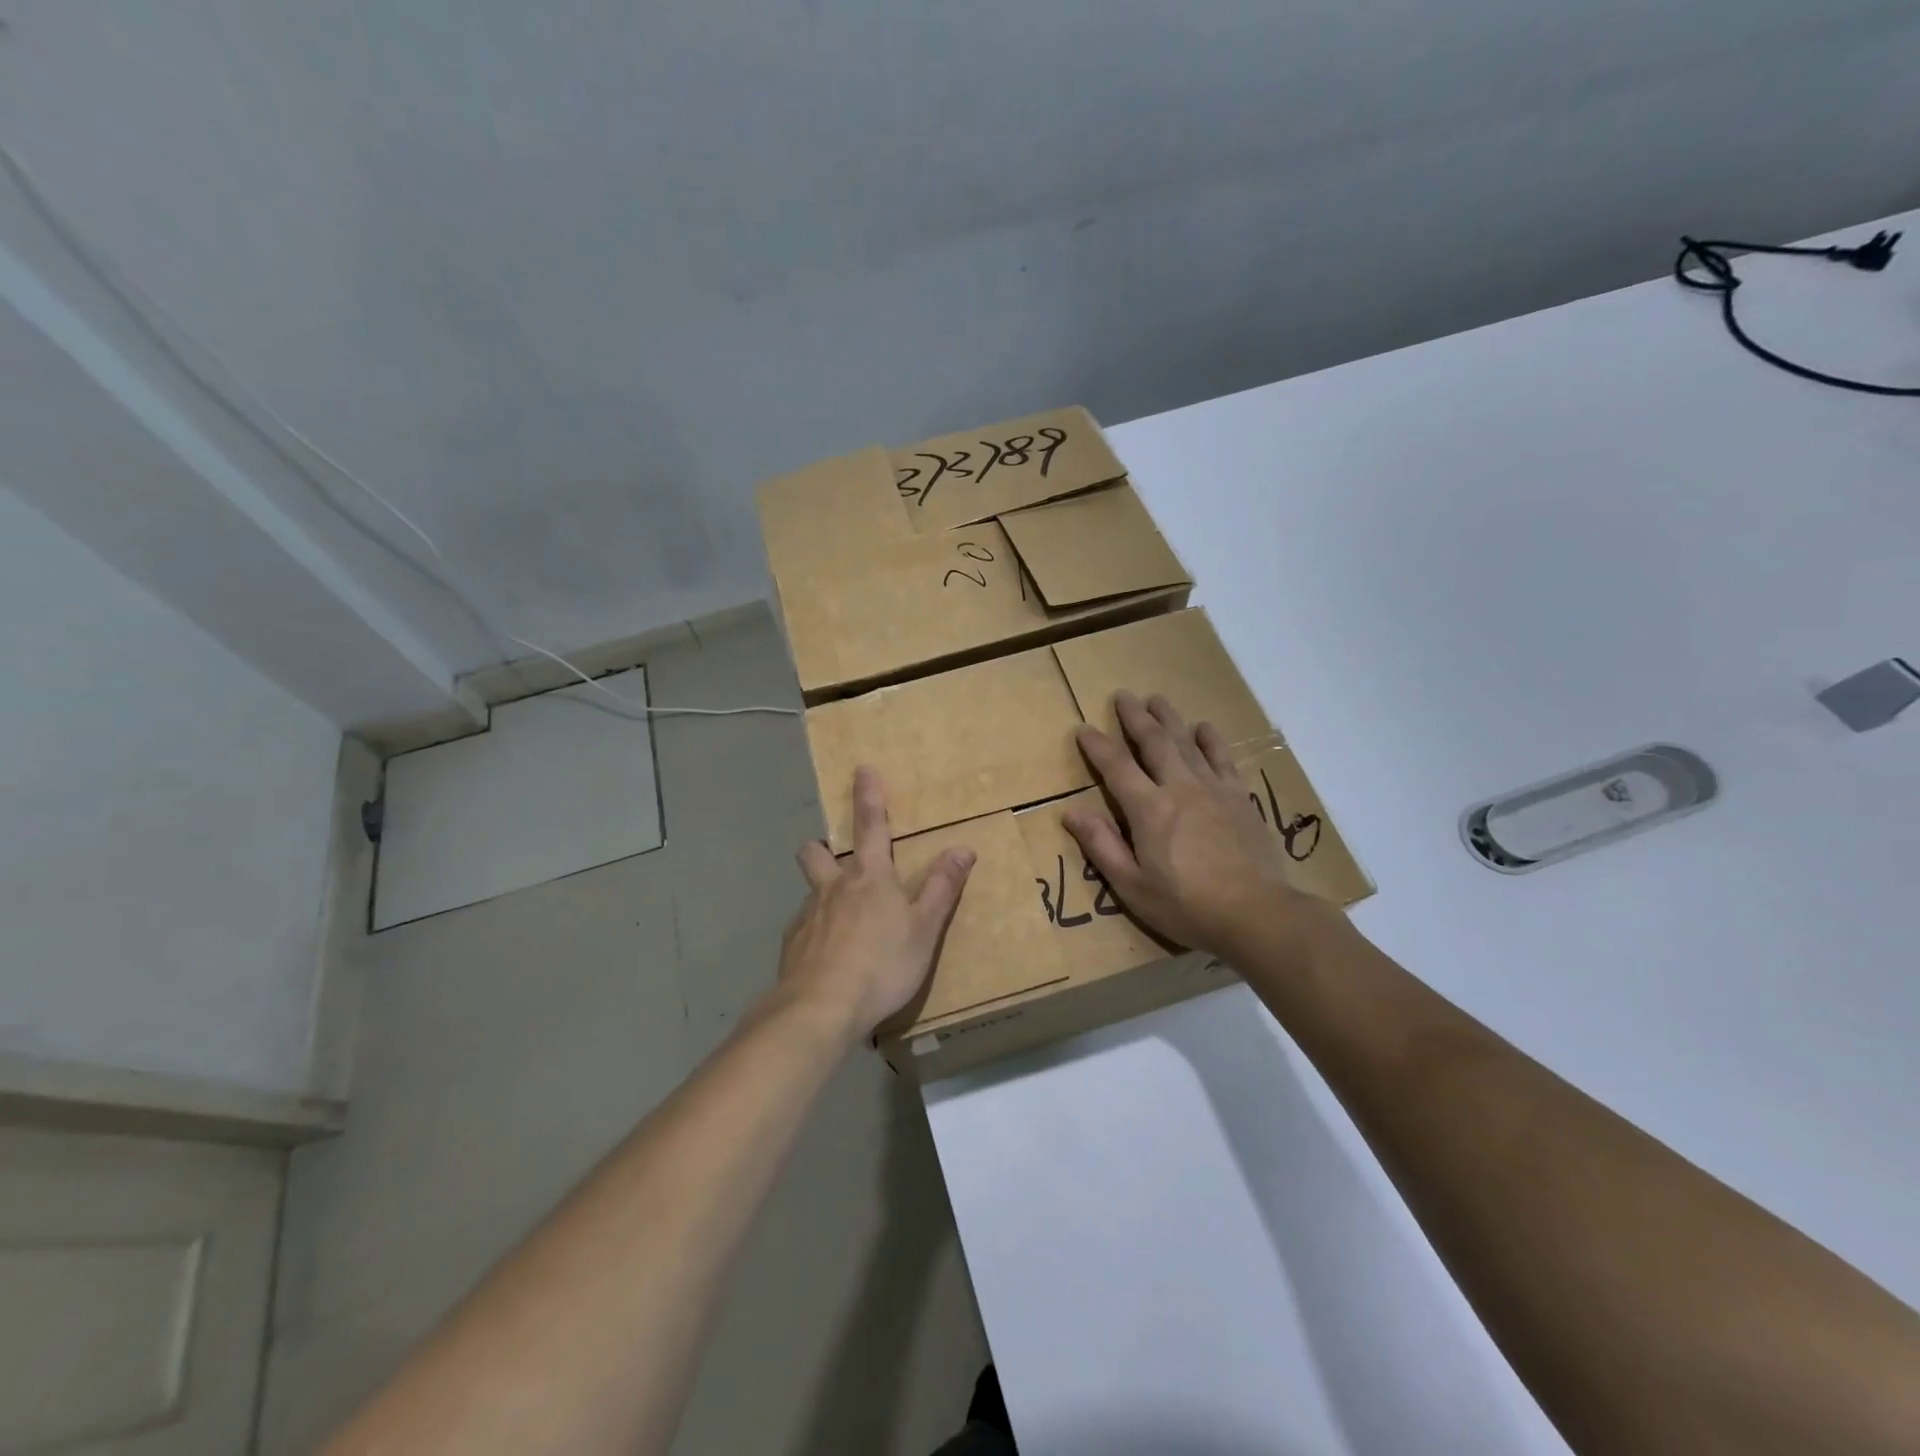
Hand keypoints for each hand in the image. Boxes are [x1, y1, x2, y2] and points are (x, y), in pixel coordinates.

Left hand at [779, 767, 974, 1039]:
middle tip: (832, 859)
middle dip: (821, 847)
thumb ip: (942, 887)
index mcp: (869, 877)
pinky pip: (803, 928)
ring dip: (822, 895)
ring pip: (810, 892)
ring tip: (840, 923)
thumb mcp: (925, 928)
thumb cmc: (882, 964)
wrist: (820, 1008)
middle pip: (816, 853)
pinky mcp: (792, 945)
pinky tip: (826, 958)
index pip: (871, 826)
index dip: (869, 796)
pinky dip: (815, 933)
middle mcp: (833, 887)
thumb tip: (962, 848)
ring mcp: (807, 916)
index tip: (862, 769)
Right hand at [1065, 691, 1322, 960]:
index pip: (1116, 766)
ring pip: (1187, 742)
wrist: (1256, 913)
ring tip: (1156, 699)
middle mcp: (1179, 787)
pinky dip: (1211, 740)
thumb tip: (1071, 813)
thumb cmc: (1186, 905)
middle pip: (1154, 741)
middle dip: (1135, 717)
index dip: (1097, 745)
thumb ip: (1102, 846)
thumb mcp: (1132, 886)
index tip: (1083, 728)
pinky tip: (1204, 727)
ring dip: (1169, 718)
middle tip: (1123, 695)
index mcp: (1148, 808)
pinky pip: (1222, 758)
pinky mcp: (1240, 797)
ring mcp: (1213, 789)